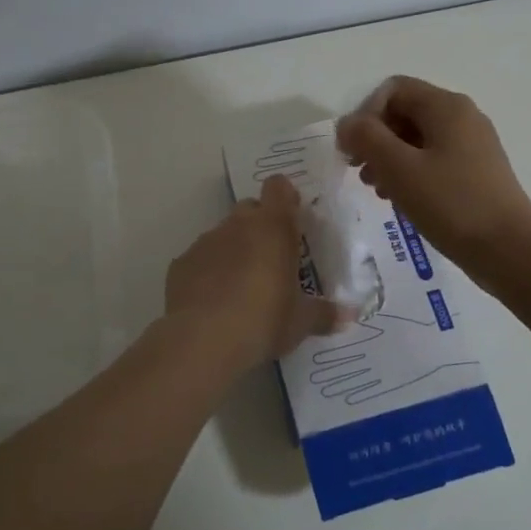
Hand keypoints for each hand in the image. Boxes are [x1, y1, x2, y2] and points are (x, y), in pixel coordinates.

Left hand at [165, 175, 341, 371]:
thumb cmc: (263, 321)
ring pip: (223, 234)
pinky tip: (213, 302)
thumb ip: (324, 314)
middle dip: (260, 226)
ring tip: (242, 287)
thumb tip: (350, 315)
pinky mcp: (180, 264)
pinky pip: (200, 259)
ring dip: (234, 250)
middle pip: (250, 209)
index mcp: (273, 228)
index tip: (293, 220)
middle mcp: (237, 225)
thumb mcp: (301, 323)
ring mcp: (205, 242)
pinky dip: (208, 272)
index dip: (286, 198)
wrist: (201, 341)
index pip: (278, 188)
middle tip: (272, 259)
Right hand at [336, 76, 530, 277]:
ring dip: (389, 159)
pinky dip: (410, 173)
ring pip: (417, 139)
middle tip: (360, 172)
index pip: (393, 90)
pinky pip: (433, 160)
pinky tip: (401, 200)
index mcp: (446, 107)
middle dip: (375, 139)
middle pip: (405, 112)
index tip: (352, 151)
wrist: (509, 250)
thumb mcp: (399, 168)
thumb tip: (348, 124)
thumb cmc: (451, 204)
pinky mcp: (476, 172)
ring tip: (377, 190)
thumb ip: (367, 138)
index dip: (365, 114)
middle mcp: (462, 117)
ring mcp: (472, 145)